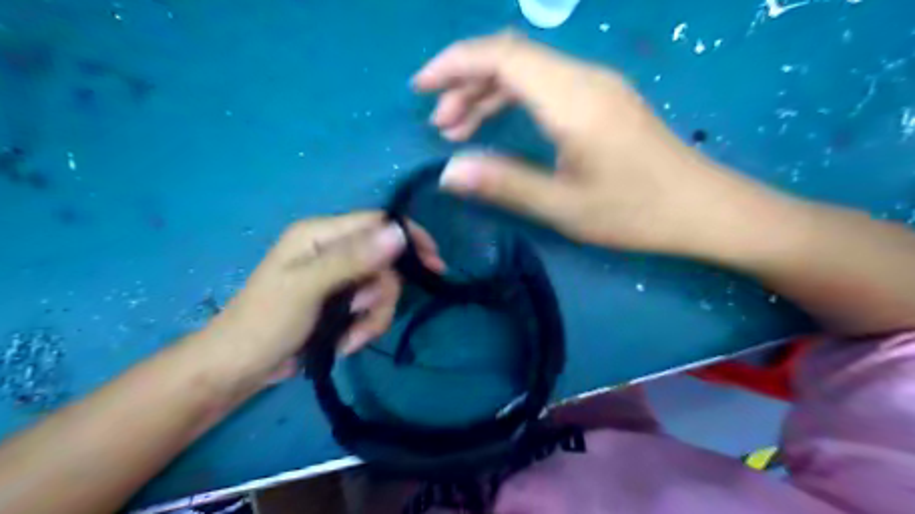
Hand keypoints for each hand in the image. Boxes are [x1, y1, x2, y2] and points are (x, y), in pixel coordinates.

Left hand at [202, 211, 445, 383]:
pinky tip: (347, 342)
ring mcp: (338, 276)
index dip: (408, 237)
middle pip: (385, 261)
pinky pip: (371, 307)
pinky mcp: (341, 300)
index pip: (377, 222)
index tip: (434, 262)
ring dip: (373, 316)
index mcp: (320, 234)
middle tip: (364, 314)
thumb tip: (398, 233)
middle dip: (382, 293)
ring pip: (382, 288)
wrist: (239, 368)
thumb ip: (352, 258)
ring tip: (351, 337)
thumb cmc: (266, 323)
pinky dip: (365, 326)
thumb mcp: (307, 288)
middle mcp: (332, 249)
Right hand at [415, 32, 769, 256]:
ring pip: (527, 71)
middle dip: (466, 82)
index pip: (501, 56)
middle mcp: (584, 79)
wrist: (702, 209)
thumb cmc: (635, 211)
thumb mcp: (563, 206)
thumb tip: (448, 173)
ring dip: (488, 92)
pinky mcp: (602, 100)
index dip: (454, 64)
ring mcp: (596, 86)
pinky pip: (546, 85)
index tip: (421, 88)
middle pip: (511, 57)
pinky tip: (499, 125)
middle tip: (441, 125)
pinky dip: (513, 99)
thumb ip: (504, 184)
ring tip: (459, 129)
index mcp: (572, 99)